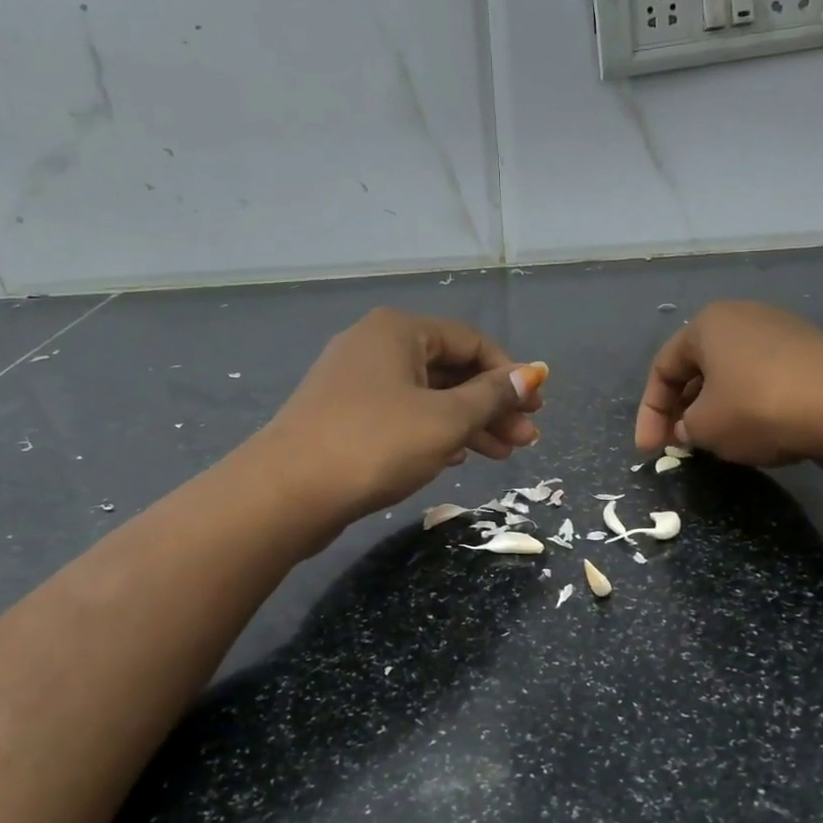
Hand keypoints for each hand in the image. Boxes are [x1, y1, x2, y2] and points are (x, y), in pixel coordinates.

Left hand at [264, 308, 546, 524]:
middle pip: (451, 370)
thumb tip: (532, 374)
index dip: (509, 374)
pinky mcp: (345, 416)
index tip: (535, 408)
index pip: (471, 342)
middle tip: (526, 439)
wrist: (287, 492)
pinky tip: (458, 456)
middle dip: (493, 405)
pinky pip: (404, 415)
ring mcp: (356, 382)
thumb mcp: (446, 419)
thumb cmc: (376, 444)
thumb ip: (492, 396)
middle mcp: (376, 346)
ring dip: (469, 423)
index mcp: (399, 331)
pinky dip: (435, 432)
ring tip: (503, 456)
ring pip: (428, 396)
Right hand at [635, 301, 822, 467]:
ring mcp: (782, 333)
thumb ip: (684, 427)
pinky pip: (764, 380)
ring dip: (715, 409)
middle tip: (678, 445)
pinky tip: (756, 433)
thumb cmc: (759, 408)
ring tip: (714, 443)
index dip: (649, 412)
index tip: (648, 451)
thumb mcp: (704, 427)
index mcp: (708, 323)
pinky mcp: (813, 355)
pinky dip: (749, 406)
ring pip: (732, 375)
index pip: (662, 368)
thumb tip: (689, 427)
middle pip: (698, 368)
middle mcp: (744, 317)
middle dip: (682, 409)